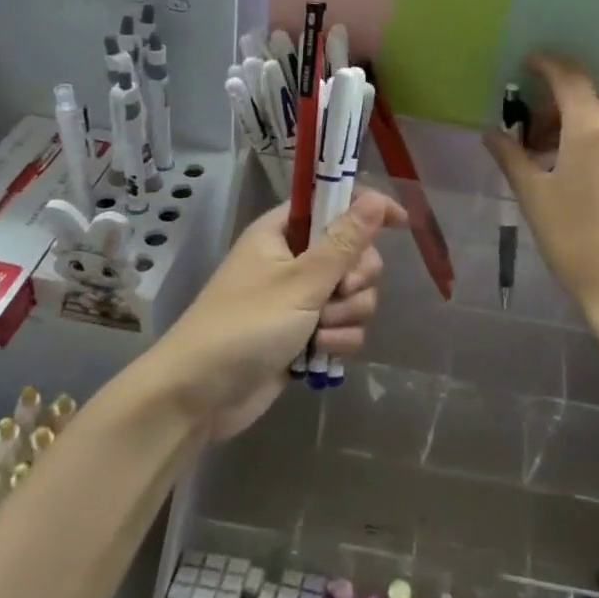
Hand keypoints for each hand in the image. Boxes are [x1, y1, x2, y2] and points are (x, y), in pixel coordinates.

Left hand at [152, 190, 404, 439]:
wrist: (197, 397)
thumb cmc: (244, 326)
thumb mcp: (299, 282)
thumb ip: (343, 242)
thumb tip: (376, 199)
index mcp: (283, 232)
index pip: (335, 202)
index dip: (368, 208)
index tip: (400, 222)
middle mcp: (294, 259)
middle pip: (355, 254)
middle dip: (356, 278)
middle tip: (337, 292)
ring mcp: (301, 299)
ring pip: (355, 294)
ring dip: (346, 315)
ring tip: (318, 333)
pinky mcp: (306, 334)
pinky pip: (345, 326)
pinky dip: (338, 340)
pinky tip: (317, 355)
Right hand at [484, 55, 598, 319]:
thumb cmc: (577, 241)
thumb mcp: (534, 198)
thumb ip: (511, 157)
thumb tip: (492, 132)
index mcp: (592, 128)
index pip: (568, 78)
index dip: (545, 65)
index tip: (525, 66)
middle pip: (585, 100)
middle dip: (553, 108)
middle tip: (525, 136)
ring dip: (572, 128)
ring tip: (546, 162)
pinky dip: (592, 144)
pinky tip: (576, 177)